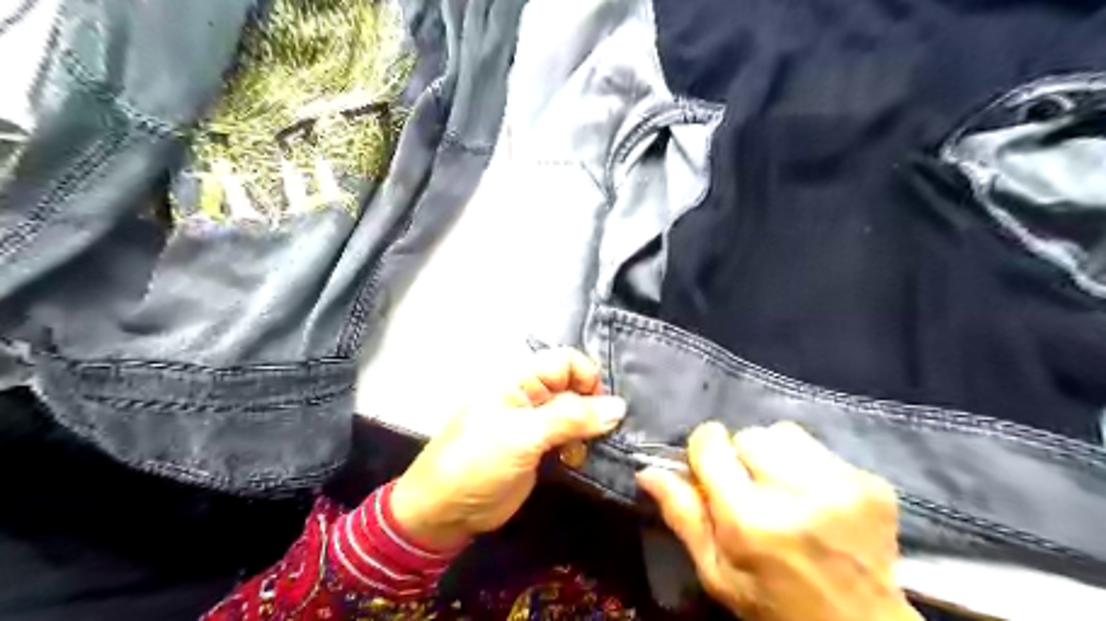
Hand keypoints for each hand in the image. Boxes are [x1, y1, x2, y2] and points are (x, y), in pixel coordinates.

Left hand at [393, 349, 624, 548]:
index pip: (566, 362)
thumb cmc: (478, 462)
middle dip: (593, 407)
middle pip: (575, 387)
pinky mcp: (540, 449)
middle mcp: (530, 395)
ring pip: (576, 414)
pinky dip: (581, 446)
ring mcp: (535, 423)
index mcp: (519, 380)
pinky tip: (579, 460)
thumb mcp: (523, 436)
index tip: (603, 409)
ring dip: (589, 430)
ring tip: (588, 451)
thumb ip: (571, 418)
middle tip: (604, 435)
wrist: (445, 512)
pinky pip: (570, 438)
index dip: (588, 378)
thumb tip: (619, 407)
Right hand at [636, 423, 919, 619]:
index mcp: (750, 520)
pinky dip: (807, 464)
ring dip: (775, 455)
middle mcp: (796, 493)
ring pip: (784, 433)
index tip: (709, 467)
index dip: (705, 450)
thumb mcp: (716, 573)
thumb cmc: (774, 605)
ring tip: (782, 489)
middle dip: (741, 455)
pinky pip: (819, 447)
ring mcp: (841, 484)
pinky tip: (814, 496)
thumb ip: (683, 517)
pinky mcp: (871, 482)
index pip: (711, 443)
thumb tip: (647, 471)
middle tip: (750, 489)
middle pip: (749, 435)